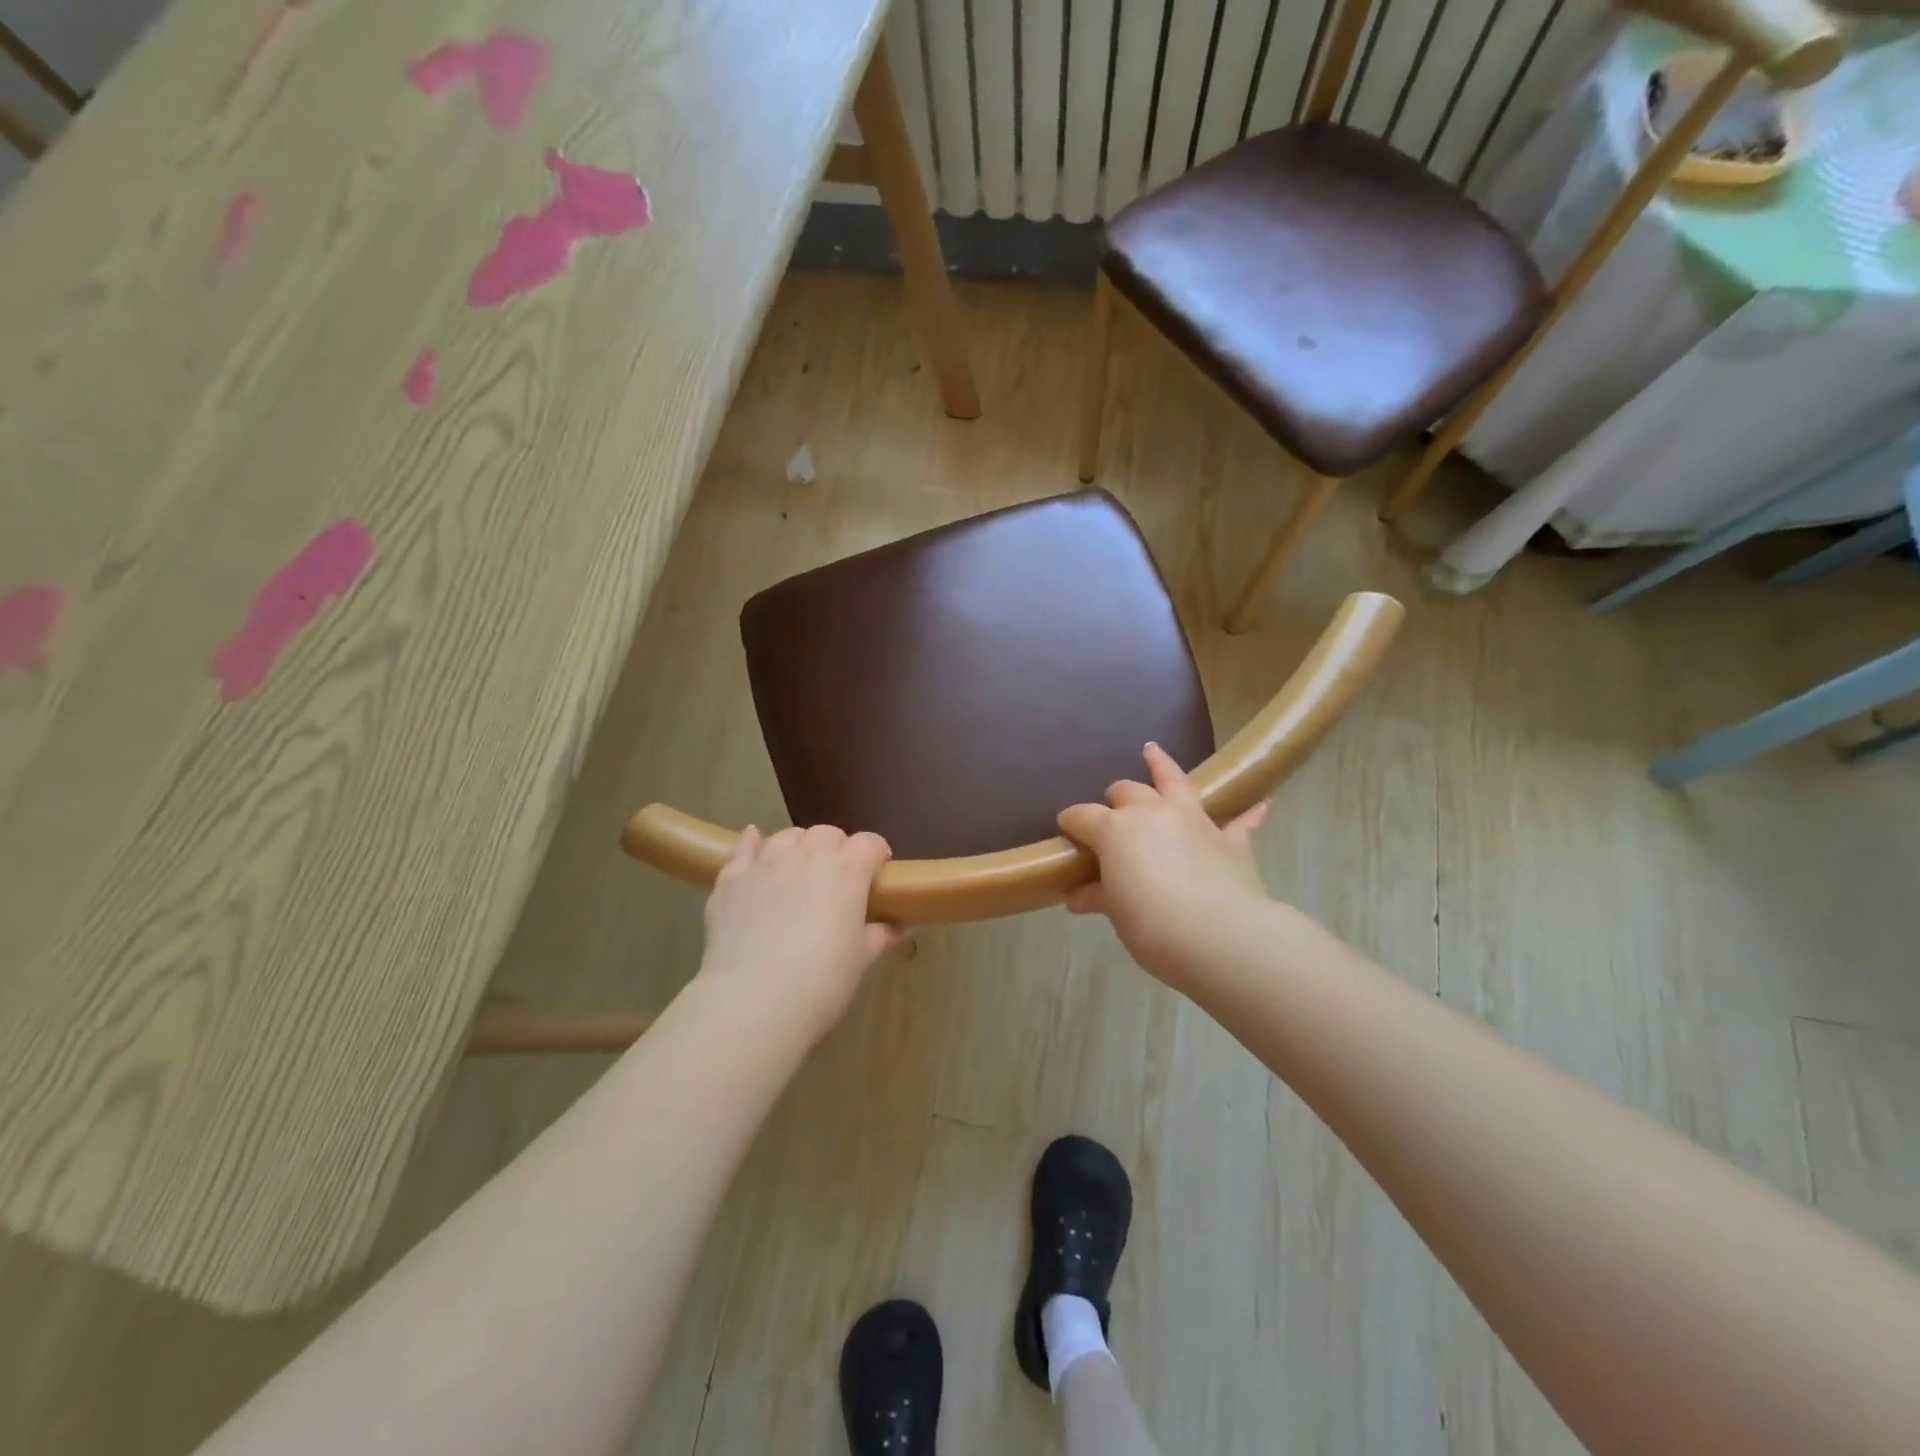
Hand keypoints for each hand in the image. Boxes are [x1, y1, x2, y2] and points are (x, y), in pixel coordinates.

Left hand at [698, 824, 900, 1033]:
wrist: (753, 1001)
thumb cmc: (820, 982)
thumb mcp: (860, 961)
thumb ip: (878, 936)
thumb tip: (895, 928)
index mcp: (846, 872)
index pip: (869, 844)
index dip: (876, 855)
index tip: (877, 875)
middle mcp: (807, 856)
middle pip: (828, 834)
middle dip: (837, 848)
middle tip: (837, 878)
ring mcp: (766, 863)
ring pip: (788, 836)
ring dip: (799, 846)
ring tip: (798, 868)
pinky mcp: (731, 878)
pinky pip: (743, 848)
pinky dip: (752, 843)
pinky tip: (754, 842)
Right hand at [1058, 744, 1270, 990]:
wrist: (1221, 936)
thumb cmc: (1153, 926)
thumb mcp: (1117, 914)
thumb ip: (1100, 896)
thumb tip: (1078, 897)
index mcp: (1115, 830)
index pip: (1082, 816)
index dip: (1071, 822)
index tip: (1066, 831)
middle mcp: (1152, 813)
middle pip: (1126, 791)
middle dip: (1115, 798)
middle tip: (1112, 813)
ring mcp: (1194, 821)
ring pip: (1175, 781)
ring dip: (1162, 766)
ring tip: (1153, 751)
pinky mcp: (1230, 840)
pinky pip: (1240, 821)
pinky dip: (1248, 813)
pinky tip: (1260, 804)